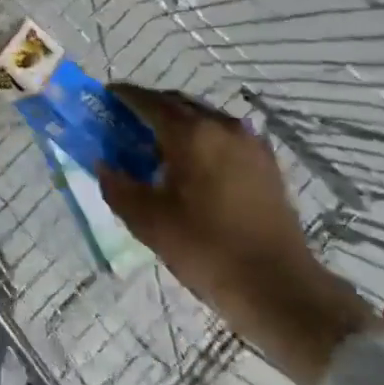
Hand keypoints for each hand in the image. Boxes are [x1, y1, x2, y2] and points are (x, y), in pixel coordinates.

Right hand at [100, 86, 372, 384]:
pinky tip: (190, 164)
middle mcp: (222, 126)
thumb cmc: (207, 249)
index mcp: (191, 133)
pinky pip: (223, 136)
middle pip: (177, 104)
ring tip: (154, 146)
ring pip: (202, 118)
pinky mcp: (265, 163)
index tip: (104, 97)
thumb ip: (118, 186)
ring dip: (176, 122)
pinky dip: (200, 138)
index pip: (148, 101)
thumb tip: (104, 165)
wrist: (279, 287)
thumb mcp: (148, 222)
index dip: (123, 96)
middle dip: (148, 107)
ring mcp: (249, 143)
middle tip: (124, 122)